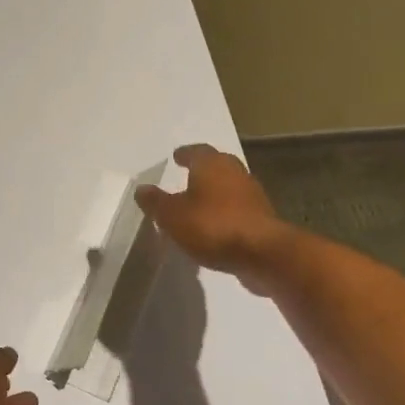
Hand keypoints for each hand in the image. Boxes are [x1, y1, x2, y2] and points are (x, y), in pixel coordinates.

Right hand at [136, 144, 292, 287]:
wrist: (262, 253)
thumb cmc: (212, 226)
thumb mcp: (172, 216)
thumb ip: (156, 202)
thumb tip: (141, 189)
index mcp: (212, 164)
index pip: (196, 151)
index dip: (185, 154)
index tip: (176, 157)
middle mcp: (235, 172)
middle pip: (217, 165)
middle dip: (202, 170)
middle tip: (187, 176)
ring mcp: (252, 195)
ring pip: (229, 187)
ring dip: (214, 192)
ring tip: (197, 203)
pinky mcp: (261, 218)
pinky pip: (237, 208)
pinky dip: (225, 212)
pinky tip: (214, 226)